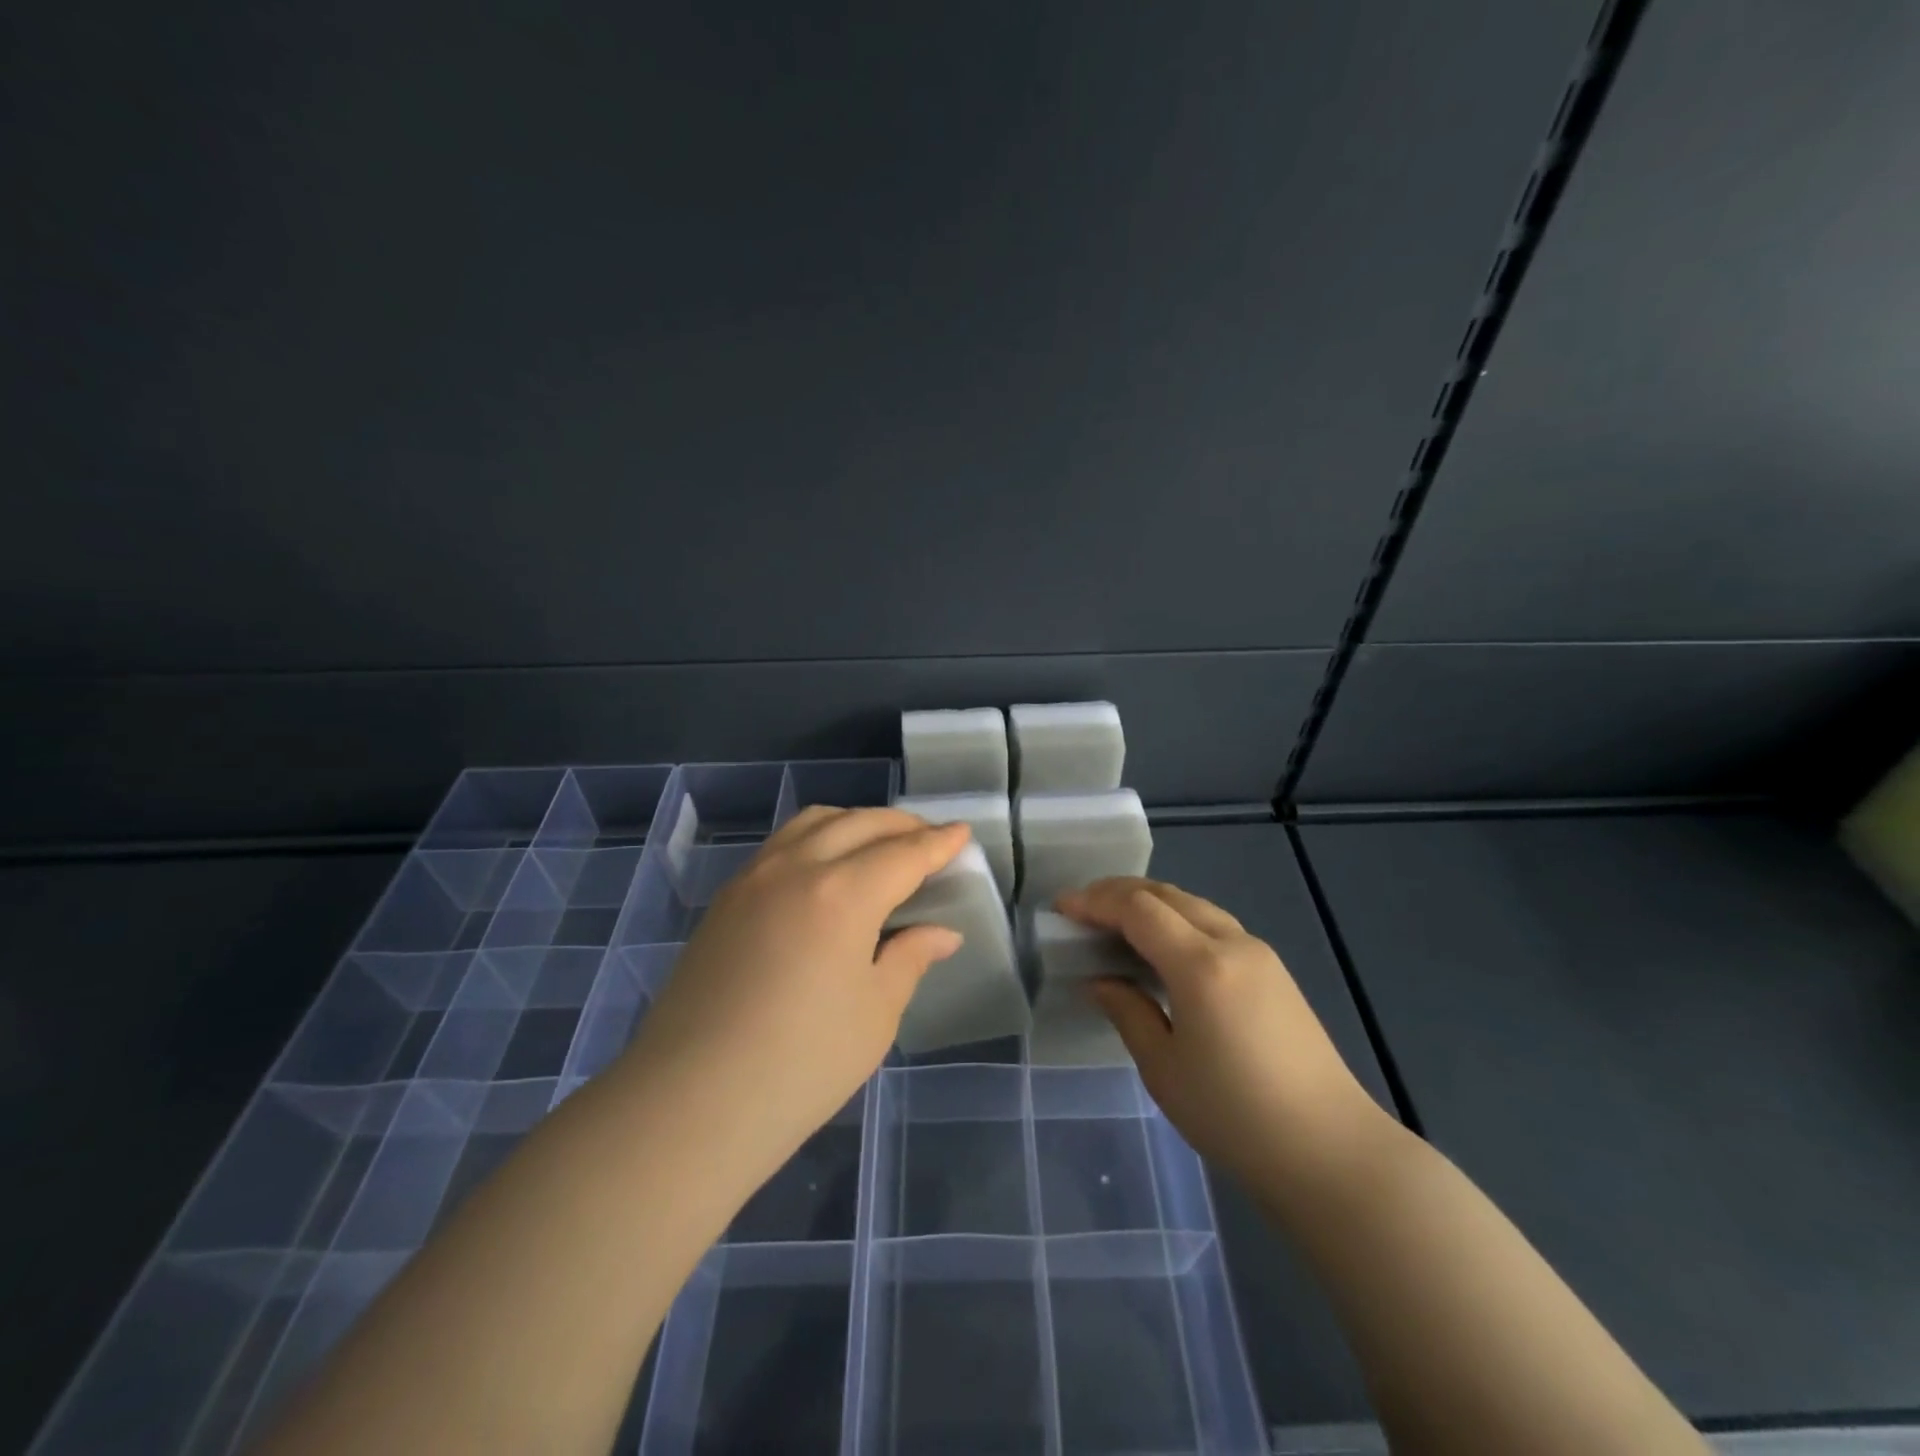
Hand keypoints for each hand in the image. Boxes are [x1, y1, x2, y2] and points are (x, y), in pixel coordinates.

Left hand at [626, 807, 970, 1176]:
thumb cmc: (801, 1065)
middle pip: (860, 824)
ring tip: (879, 844)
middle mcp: (797, 867)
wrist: (690, 1102)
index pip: (904, 853)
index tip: (962, 833)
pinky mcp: (726, 898)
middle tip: (929, 840)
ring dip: (856, 822)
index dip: (939, 842)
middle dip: (902, 824)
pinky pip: (782, 844)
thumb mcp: (875, 1014)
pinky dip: (817, 837)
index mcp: (843, 893)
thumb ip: (910, 958)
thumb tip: (942, 933)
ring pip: (814, 822)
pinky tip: (826, 866)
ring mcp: (754, 877)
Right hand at [1056, 878, 1385, 1181]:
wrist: (1331, 1151)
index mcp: (1201, 964)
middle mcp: (1232, 943)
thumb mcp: (1164, 1068)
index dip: (1095, 901)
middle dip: (1118, 892)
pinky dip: (1177, 920)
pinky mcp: (1274, 971)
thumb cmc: (1236, 1116)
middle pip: (1167, 894)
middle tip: (1081, 908)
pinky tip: (1162, 947)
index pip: (1138, 909)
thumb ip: (1127, 1011)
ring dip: (1150, 903)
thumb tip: (1098, 981)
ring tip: (1114, 922)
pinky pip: (1214, 925)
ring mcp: (1259, 953)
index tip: (1061, 908)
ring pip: (1193, 905)